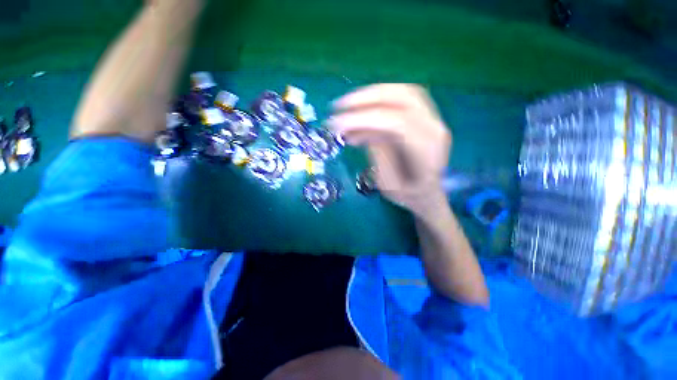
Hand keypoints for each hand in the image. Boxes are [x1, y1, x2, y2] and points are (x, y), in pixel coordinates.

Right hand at [328, 84, 450, 216]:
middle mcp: (433, 127)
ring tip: (347, 106)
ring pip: (401, 93)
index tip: (337, 124)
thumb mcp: (388, 183)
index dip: (365, 120)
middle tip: (340, 105)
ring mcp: (431, 119)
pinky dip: (377, 102)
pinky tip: (360, 115)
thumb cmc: (408, 195)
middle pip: (402, 97)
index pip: (396, 123)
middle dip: (366, 98)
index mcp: (427, 150)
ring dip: (371, 95)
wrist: (427, 193)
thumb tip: (360, 128)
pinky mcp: (422, 116)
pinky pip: (400, 100)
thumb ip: (377, 153)